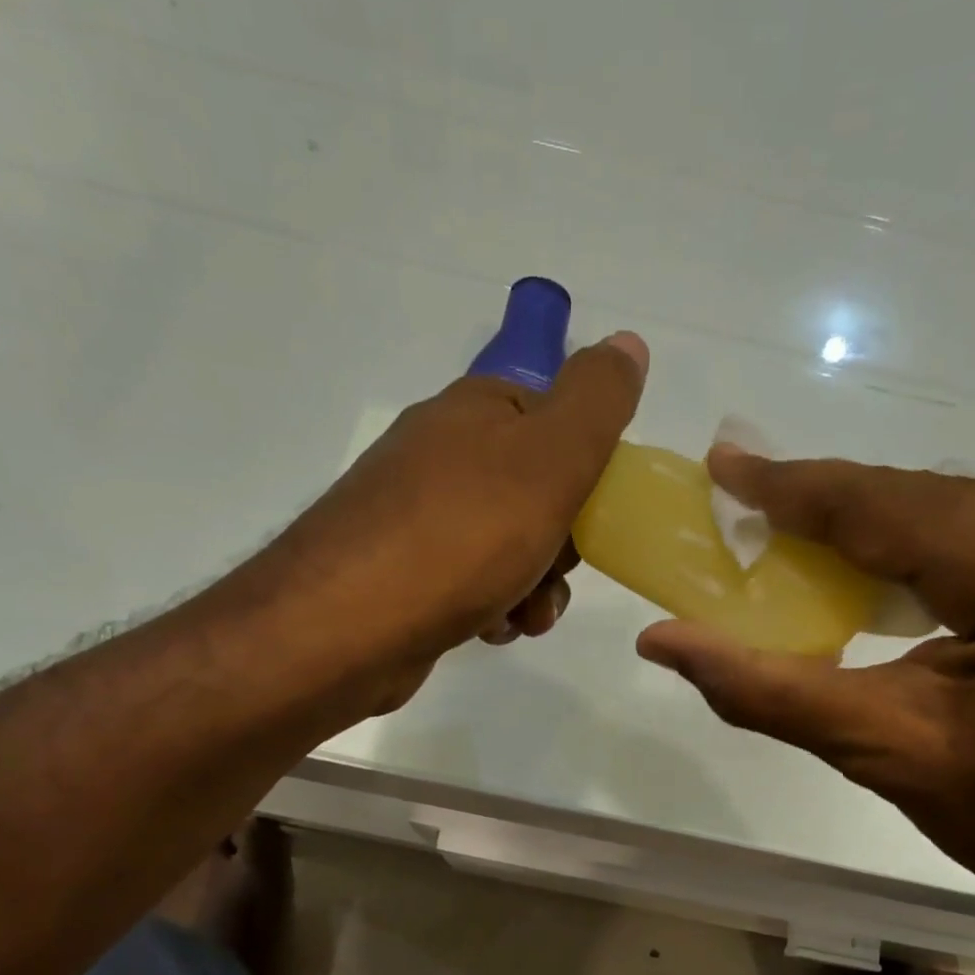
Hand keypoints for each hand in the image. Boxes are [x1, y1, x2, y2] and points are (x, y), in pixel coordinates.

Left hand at [272, 332, 646, 709]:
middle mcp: (442, 454)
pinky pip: (472, 582)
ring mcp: (416, 515)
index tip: (594, 518)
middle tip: (554, 572)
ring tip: (525, 617)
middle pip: (537, 492)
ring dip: (534, 586)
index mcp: (477, 413)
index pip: (558, 423)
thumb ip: (596, 401)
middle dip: (562, 543)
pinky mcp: (402, 572)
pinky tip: (490, 630)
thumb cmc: (462, 536)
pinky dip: (493, 607)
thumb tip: (628, 343)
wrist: (346, 626)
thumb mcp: (549, 458)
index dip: (589, 473)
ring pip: (509, 545)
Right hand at [636, 447, 974, 919]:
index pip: (892, 509)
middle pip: (924, 500)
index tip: (725, 465)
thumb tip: (661, 640)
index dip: (797, 488)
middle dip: (828, 505)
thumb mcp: (879, 749)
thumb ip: (763, 688)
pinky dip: (921, 541)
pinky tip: (871, 559)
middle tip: (745, 500)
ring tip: (791, 527)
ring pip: (955, 508)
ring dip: (871, 522)